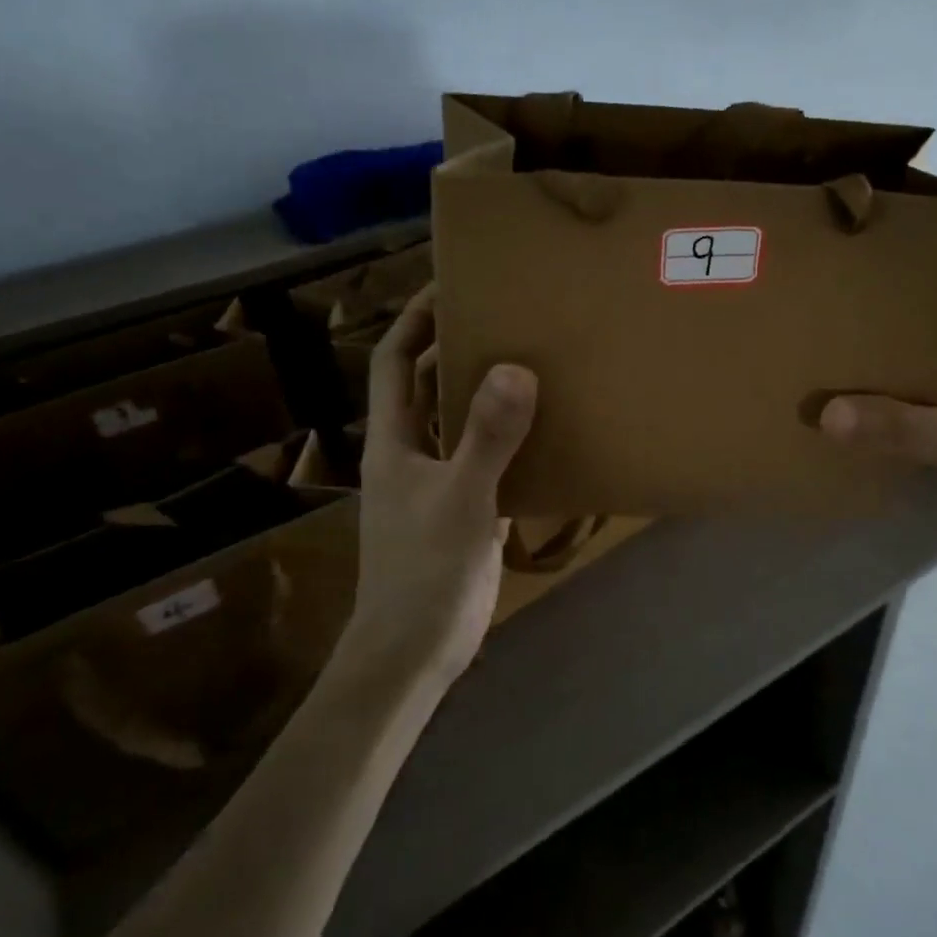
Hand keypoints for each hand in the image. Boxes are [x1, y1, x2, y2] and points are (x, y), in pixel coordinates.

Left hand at [340, 285, 537, 688]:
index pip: (395, 362)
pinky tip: (543, 429)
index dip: (415, 320)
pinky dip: (507, 438)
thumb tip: (516, 369)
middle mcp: (410, 453)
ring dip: (484, 392)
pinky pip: (484, 458)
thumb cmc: (424, 571)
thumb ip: (486, 436)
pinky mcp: (463, 510)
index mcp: (393, 440)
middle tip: (505, 317)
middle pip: (427, 385)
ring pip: (458, 422)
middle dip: (456, 347)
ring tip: (530, 360)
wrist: (415, 650)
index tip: (450, 286)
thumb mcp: (460, 498)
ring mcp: (436, 482)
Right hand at [819, 305, 936, 563]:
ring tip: (840, 382)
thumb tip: (825, 414)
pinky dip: (911, 418)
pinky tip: (876, 427)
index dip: (898, 299)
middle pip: (931, 343)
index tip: (848, 300)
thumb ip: (898, 428)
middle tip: (829, 345)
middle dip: (885, 346)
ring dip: (895, 386)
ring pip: (933, 381)